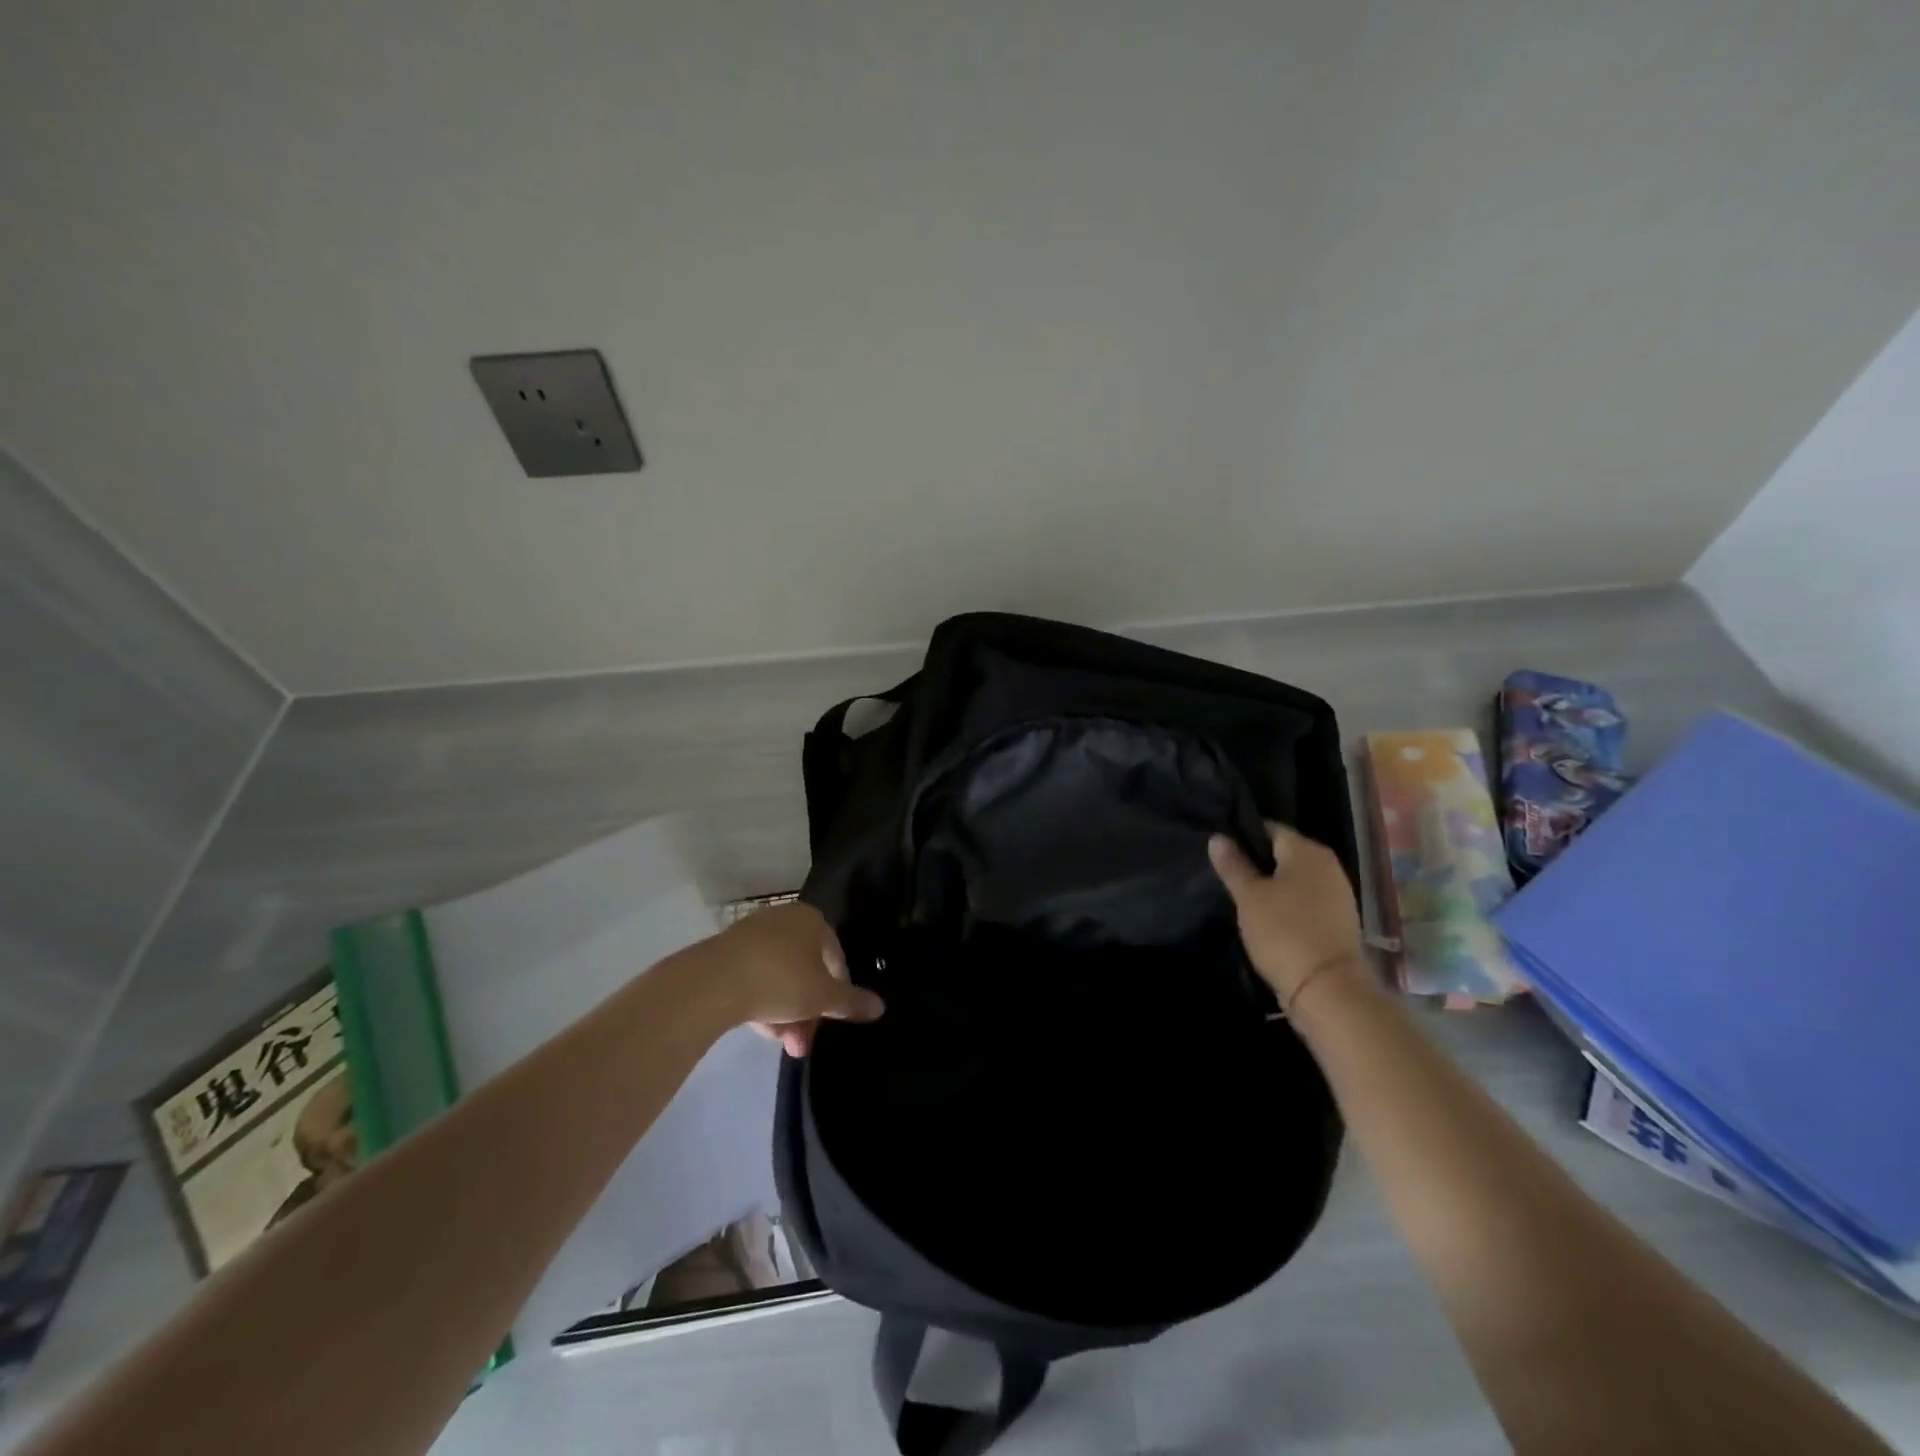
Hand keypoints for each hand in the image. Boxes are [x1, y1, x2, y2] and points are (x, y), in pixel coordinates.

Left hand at [706, 902, 883, 1057]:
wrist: (713, 982)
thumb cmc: (781, 980)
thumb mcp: (823, 997)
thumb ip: (852, 1002)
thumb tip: (880, 1007)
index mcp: (812, 919)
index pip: (836, 956)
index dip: (838, 991)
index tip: (832, 1020)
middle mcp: (784, 919)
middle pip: (807, 969)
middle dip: (809, 1012)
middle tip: (803, 1044)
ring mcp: (753, 934)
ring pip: (780, 977)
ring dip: (786, 1013)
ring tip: (782, 1045)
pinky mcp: (727, 951)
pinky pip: (755, 977)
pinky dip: (762, 1002)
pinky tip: (760, 1029)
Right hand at [1209, 823, 1365, 1009]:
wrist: (1328, 989)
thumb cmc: (1283, 932)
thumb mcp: (1249, 897)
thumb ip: (1233, 865)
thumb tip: (1217, 838)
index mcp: (1307, 850)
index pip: (1269, 829)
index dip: (1243, 836)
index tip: (1222, 853)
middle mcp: (1327, 864)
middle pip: (1284, 853)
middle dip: (1257, 862)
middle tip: (1228, 877)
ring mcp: (1337, 893)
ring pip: (1295, 878)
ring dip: (1272, 885)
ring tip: (1244, 899)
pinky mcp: (1339, 919)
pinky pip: (1306, 899)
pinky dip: (1288, 904)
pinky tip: (1268, 918)